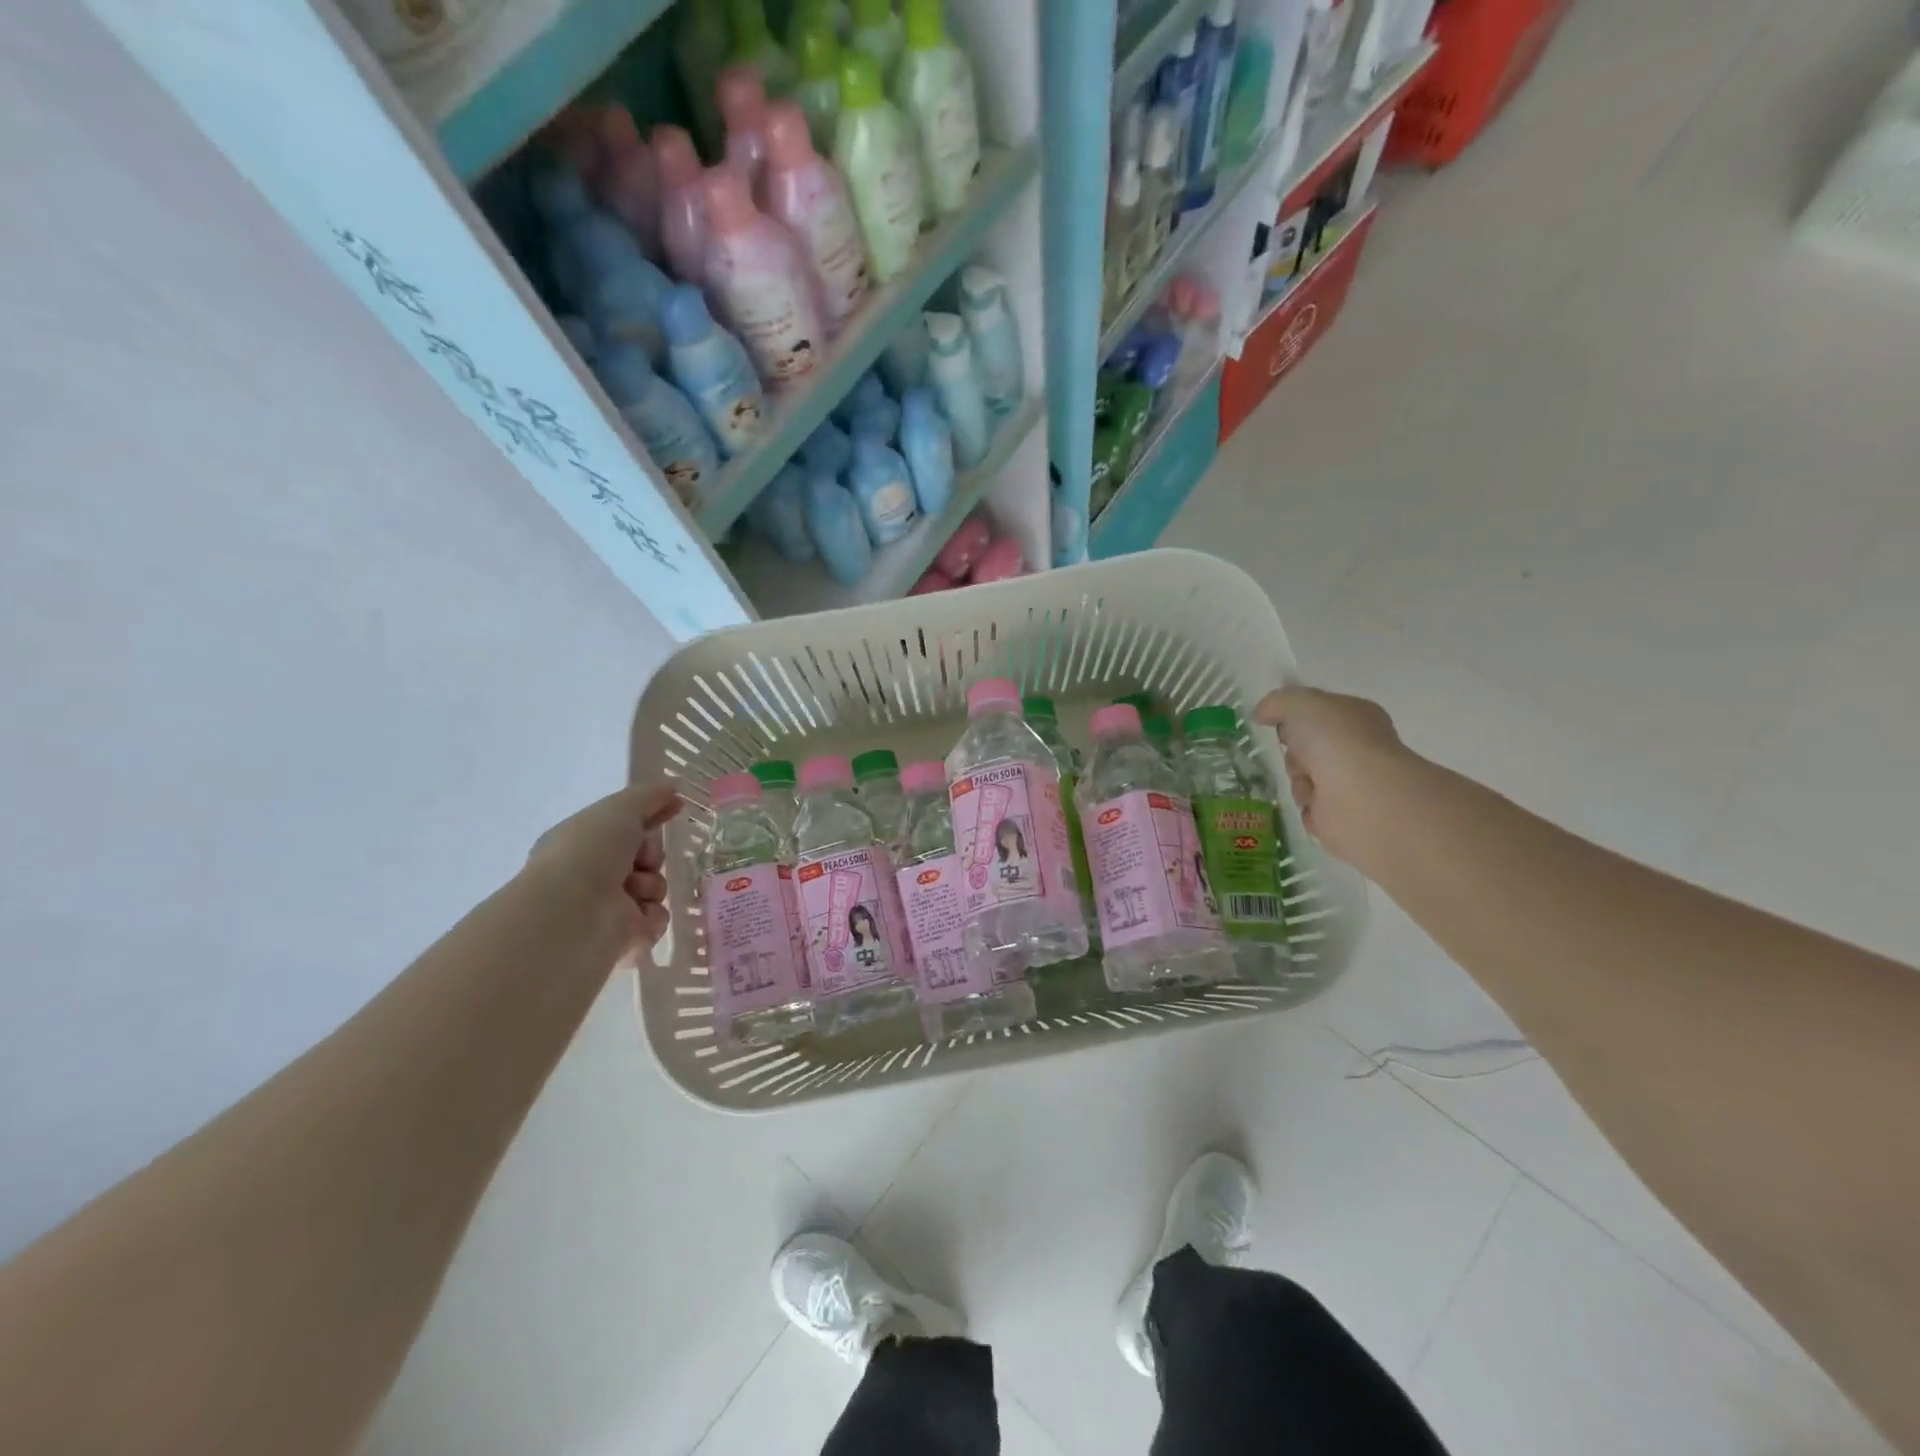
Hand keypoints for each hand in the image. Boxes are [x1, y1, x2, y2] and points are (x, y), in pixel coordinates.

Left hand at [522, 783, 682, 960]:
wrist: (573, 912)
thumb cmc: (589, 851)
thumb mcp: (620, 808)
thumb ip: (649, 795)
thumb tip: (673, 786)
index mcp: (583, 843)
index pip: (625, 826)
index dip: (652, 815)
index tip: (676, 806)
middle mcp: (591, 875)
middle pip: (646, 858)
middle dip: (652, 855)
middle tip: (642, 859)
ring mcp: (607, 909)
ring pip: (654, 888)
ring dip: (651, 885)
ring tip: (631, 891)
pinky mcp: (622, 939)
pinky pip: (656, 920)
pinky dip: (651, 916)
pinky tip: (635, 917)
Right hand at [1253, 687, 1419, 867]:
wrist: (1360, 796)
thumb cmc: (1335, 741)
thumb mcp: (1299, 704)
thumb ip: (1277, 702)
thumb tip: (1261, 714)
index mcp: (1356, 716)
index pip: (1318, 713)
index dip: (1295, 717)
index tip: (1279, 724)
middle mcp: (1357, 748)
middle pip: (1305, 748)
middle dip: (1293, 753)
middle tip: (1297, 755)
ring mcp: (1352, 783)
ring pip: (1303, 778)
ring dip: (1298, 781)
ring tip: (1311, 784)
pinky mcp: (1343, 816)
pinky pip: (1308, 808)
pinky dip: (1307, 807)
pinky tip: (1317, 805)